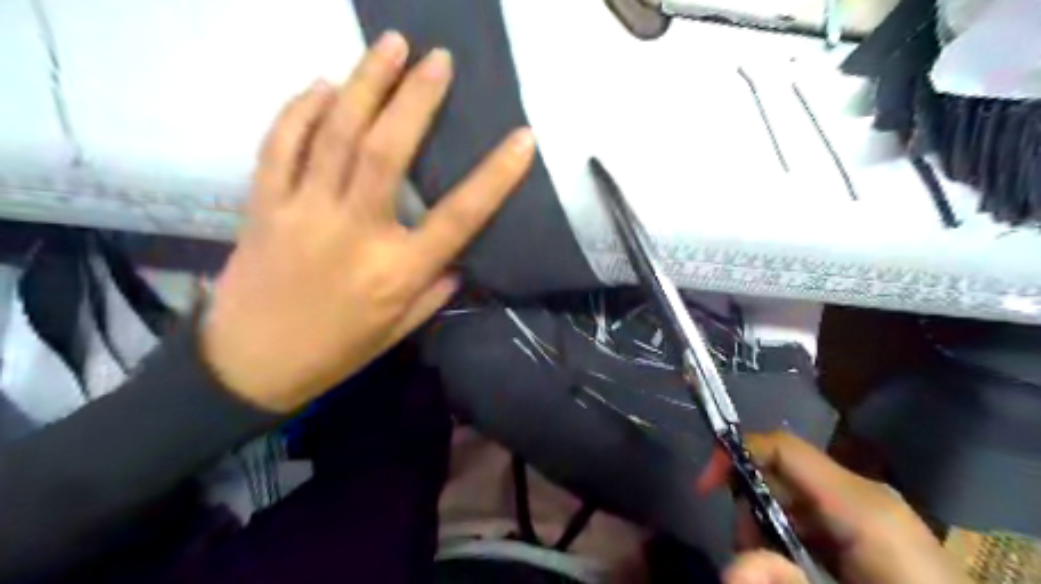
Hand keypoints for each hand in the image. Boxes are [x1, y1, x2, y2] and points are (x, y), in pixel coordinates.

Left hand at [200, 32, 535, 411]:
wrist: (248, 366)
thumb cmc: (336, 352)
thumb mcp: (400, 330)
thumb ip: (434, 288)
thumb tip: (458, 255)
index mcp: (396, 272)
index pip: (459, 217)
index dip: (496, 176)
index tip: (522, 139)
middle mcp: (354, 233)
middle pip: (387, 152)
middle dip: (417, 98)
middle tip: (438, 58)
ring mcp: (303, 212)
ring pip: (334, 134)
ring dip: (365, 83)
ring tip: (390, 46)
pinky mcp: (263, 204)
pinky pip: (280, 144)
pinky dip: (300, 109)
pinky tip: (321, 85)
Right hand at [709, 431, 966, 581]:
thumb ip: (787, 582)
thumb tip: (734, 569)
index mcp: (862, 504)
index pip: (783, 447)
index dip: (735, 454)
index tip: (704, 488)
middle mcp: (864, 495)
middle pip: (781, 473)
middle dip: (750, 506)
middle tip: (748, 554)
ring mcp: (871, 510)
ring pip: (793, 496)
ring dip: (768, 526)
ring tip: (774, 567)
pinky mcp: (873, 529)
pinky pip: (814, 516)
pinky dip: (791, 536)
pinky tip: (797, 567)